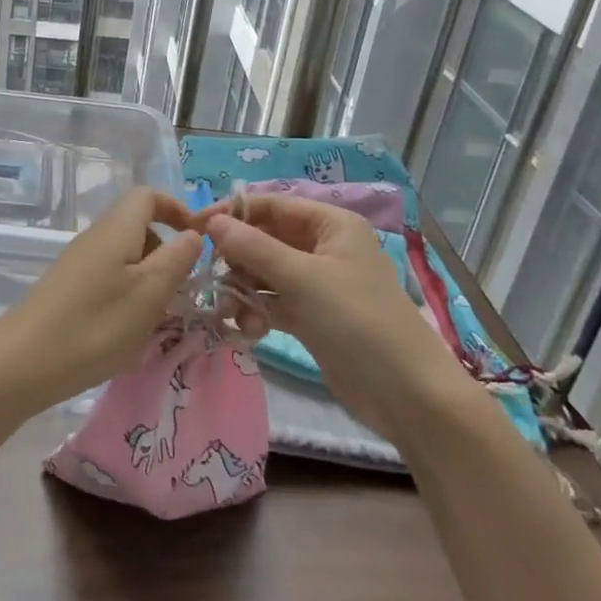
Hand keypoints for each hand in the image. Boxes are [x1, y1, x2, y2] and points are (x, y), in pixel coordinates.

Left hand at [0, 189, 204, 413]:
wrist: (22, 363)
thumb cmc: (95, 325)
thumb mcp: (149, 294)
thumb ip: (177, 259)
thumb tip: (194, 233)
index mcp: (116, 228)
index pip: (148, 195)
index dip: (176, 209)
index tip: (198, 240)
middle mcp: (95, 237)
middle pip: (138, 225)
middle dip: (166, 250)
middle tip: (181, 288)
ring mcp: (78, 262)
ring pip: (124, 255)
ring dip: (148, 276)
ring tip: (157, 314)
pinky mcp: (67, 287)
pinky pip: (108, 276)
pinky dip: (127, 292)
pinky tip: (127, 327)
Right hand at [201, 196, 468, 435]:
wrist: (407, 394)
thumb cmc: (357, 321)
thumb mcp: (302, 278)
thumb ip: (253, 248)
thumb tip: (212, 221)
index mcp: (331, 224)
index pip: (272, 206)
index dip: (232, 213)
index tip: (193, 228)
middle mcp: (324, 247)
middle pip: (266, 240)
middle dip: (237, 260)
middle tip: (212, 280)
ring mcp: (319, 284)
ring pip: (266, 274)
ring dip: (244, 291)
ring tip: (234, 315)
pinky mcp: (314, 317)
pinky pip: (274, 303)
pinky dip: (258, 312)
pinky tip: (250, 330)